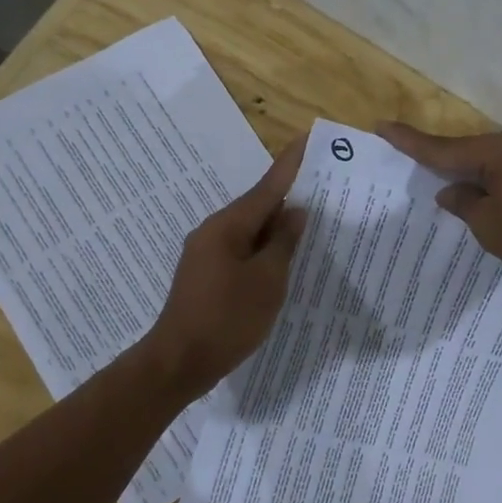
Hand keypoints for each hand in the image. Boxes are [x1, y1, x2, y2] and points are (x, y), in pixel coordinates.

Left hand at [139, 136, 308, 396]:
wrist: (179, 361)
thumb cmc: (227, 319)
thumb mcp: (267, 281)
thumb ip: (283, 244)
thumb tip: (295, 212)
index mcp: (227, 227)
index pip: (266, 188)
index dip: (289, 166)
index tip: (307, 140)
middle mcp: (212, 232)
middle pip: (256, 208)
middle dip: (287, 199)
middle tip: (321, 190)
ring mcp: (205, 254)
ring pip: (248, 232)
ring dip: (275, 228)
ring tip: (309, 225)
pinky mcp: (205, 276)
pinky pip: (240, 251)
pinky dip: (262, 250)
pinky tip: (280, 260)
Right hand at [377, 123, 501, 279]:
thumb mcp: (490, 226)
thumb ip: (465, 204)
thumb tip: (451, 190)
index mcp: (497, 152)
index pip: (443, 148)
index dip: (410, 142)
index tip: (384, 126)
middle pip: (470, 151)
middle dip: (444, 163)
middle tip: (417, 167)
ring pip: (493, 161)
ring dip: (473, 175)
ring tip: (456, 192)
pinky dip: (496, 182)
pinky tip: (492, 198)